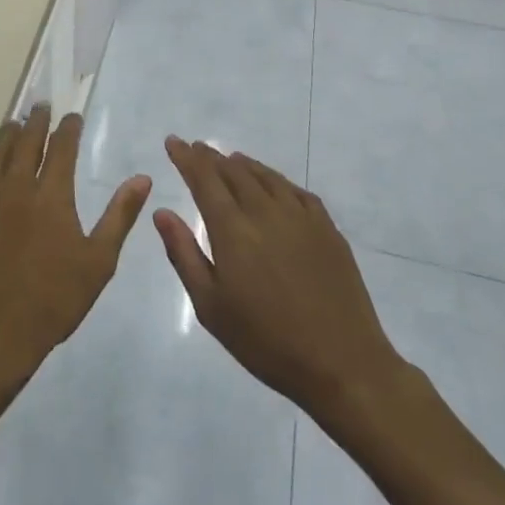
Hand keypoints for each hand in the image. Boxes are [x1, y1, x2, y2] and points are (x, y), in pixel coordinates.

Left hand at [0, 106, 150, 393]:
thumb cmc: (53, 301)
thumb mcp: (98, 262)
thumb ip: (119, 216)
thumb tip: (142, 178)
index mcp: (52, 196)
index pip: (61, 148)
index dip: (68, 129)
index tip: (72, 117)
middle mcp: (16, 187)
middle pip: (26, 142)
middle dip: (36, 122)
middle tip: (41, 108)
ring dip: (5, 135)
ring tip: (13, 124)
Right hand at [155, 139, 409, 424]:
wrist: (342, 363)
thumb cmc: (266, 341)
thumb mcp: (211, 306)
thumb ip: (184, 254)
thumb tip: (162, 213)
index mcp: (232, 229)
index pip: (204, 179)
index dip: (186, 158)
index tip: (173, 141)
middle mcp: (265, 211)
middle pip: (233, 171)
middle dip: (210, 157)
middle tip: (196, 148)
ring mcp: (301, 217)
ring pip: (265, 176)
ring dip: (242, 164)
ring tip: (228, 159)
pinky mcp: (327, 229)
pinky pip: (295, 190)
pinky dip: (275, 179)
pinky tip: (273, 185)